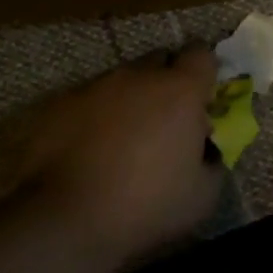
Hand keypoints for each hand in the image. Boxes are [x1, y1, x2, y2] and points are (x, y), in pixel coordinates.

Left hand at [16, 48, 223, 267]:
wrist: (63, 217)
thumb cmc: (144, 205)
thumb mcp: (202, 196)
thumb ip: (213, 161)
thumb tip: (206, 148)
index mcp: (179, 91)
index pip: (201, 55)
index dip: (204, 73)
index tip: (202, 100)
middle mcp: (136, 76)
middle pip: (159, 60)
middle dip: (167, 83)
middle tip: (165, 122)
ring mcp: (93, 86)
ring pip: (121, 81)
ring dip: (128, 101)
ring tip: (121, 142)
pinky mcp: (58, 102)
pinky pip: (86, 100)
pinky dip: (94, 117)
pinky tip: (88, 151)